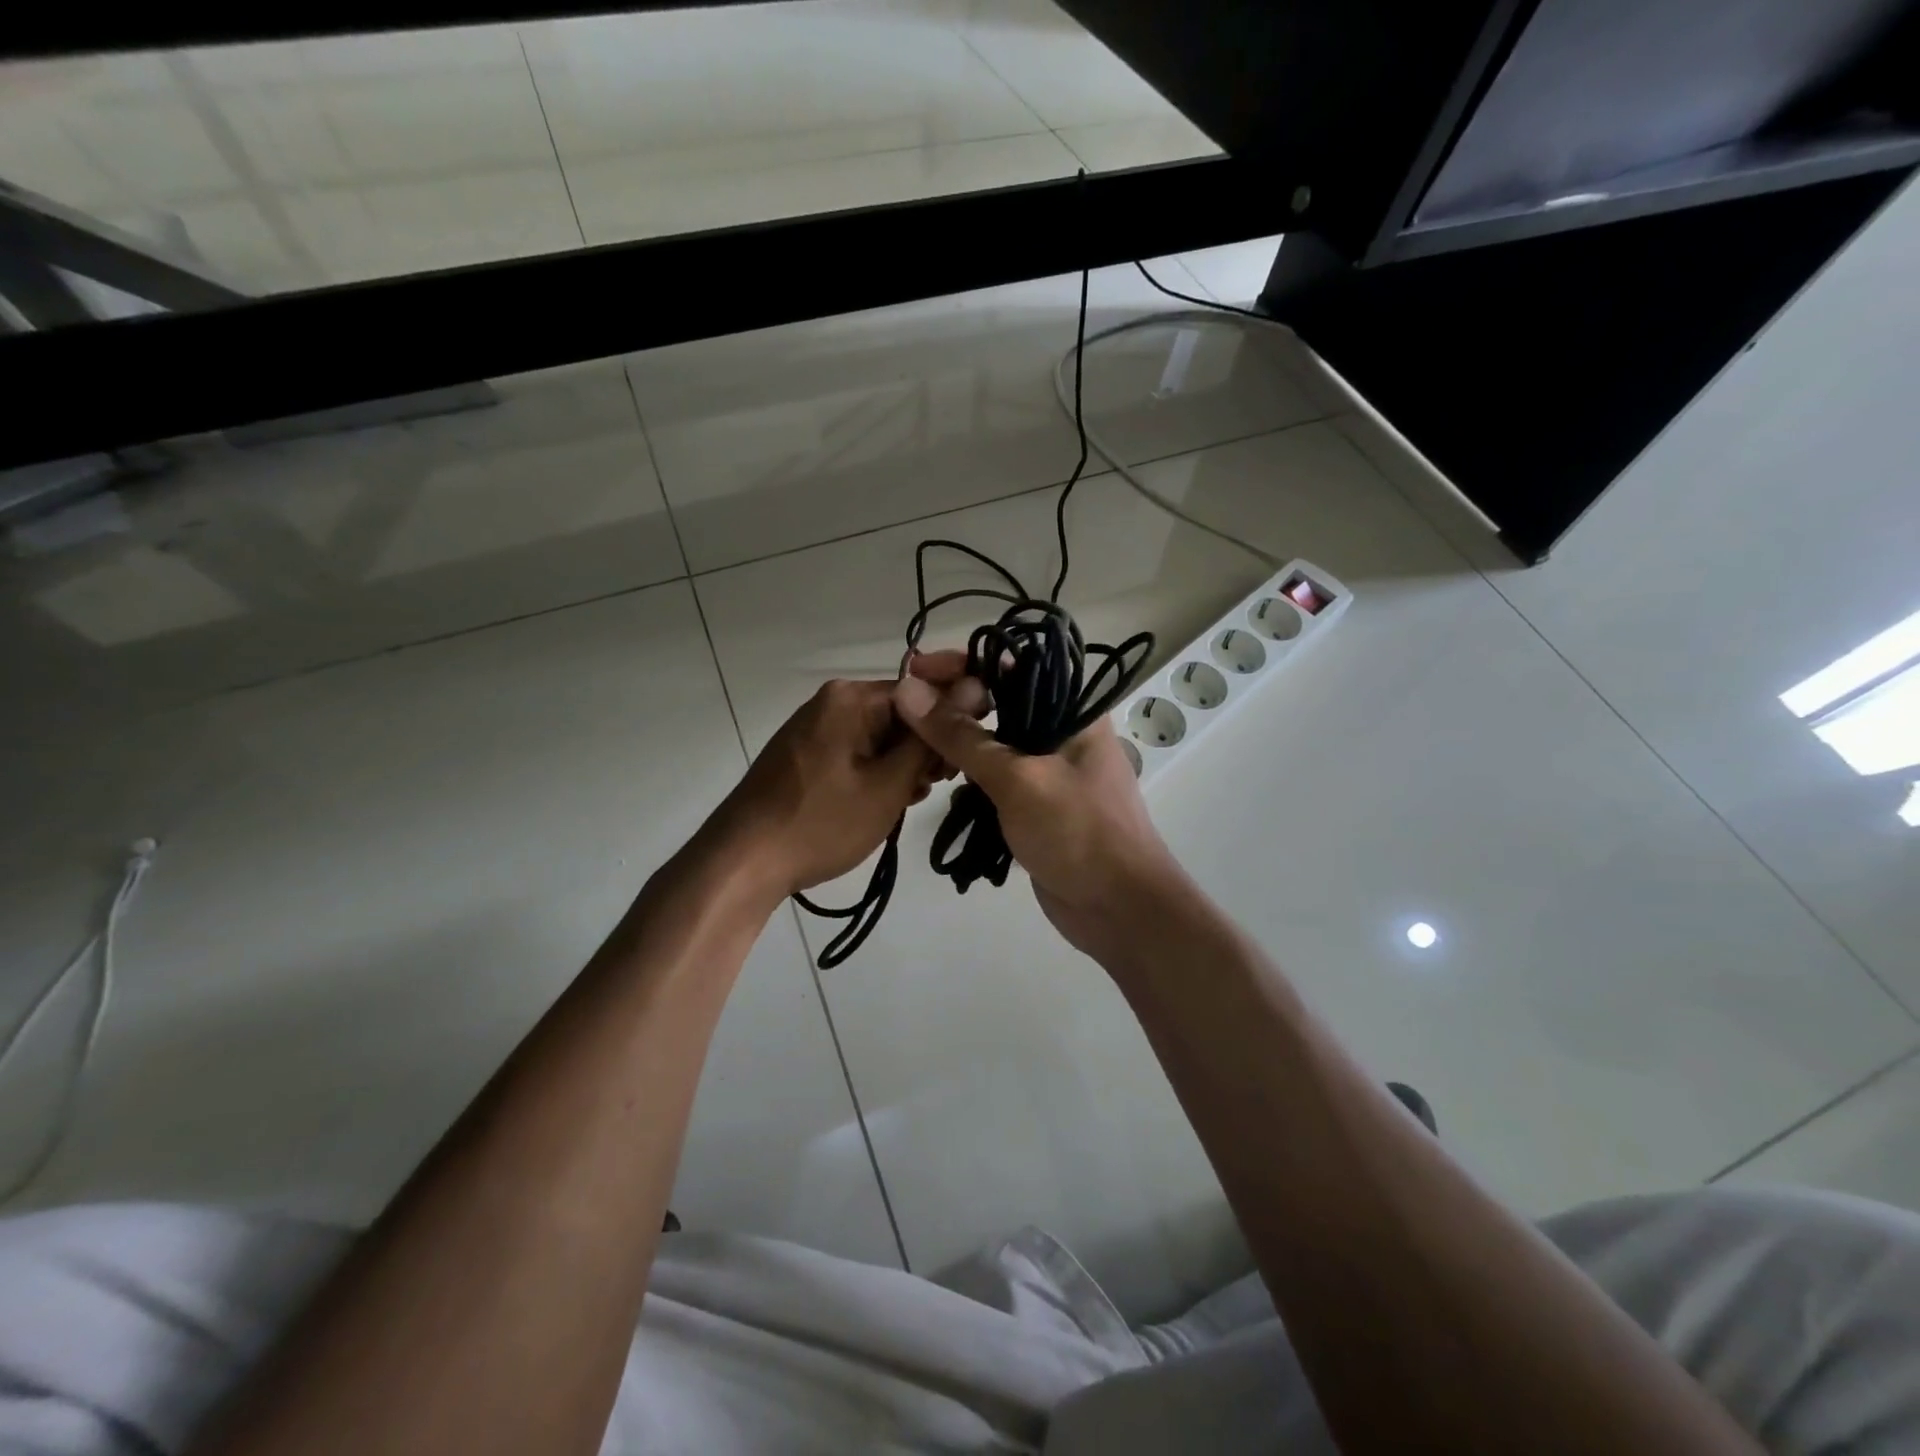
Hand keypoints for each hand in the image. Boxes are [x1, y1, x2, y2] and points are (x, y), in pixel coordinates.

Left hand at [708, 677, 939, 902]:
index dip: (947, 725)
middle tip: (932, 788)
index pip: (921, 693)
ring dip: (900, 766)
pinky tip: (882, 803)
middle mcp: (831, 701)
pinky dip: (873, 773)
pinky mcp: (804, 754)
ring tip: (907, 801)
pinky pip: (854, 752)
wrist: (743, 862)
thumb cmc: (821, 824)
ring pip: (878, 736)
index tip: (959, 763)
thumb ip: (928, 741)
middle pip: (899, 714)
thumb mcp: (888, 786)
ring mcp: (813, 727)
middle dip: (922, 749)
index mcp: (850, 698)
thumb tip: (966, 696)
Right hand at [892, 652, 1182, 959]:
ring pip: (993, 740)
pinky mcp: (1036, 803)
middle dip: (952, 703)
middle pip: (998, 700)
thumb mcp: (1017, 779)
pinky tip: (937, 780)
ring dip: (955, 741)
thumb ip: (961, 736)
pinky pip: (995, 776)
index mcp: (1072, 710)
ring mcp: (1049, 769)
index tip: (913, 668)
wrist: (1120, 911)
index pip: (1010, 664)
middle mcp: (1062, 730)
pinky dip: (967, 775)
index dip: (960, 662)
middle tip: (904, 711)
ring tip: (914, 747)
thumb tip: (908, 689)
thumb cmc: (1078, 832)